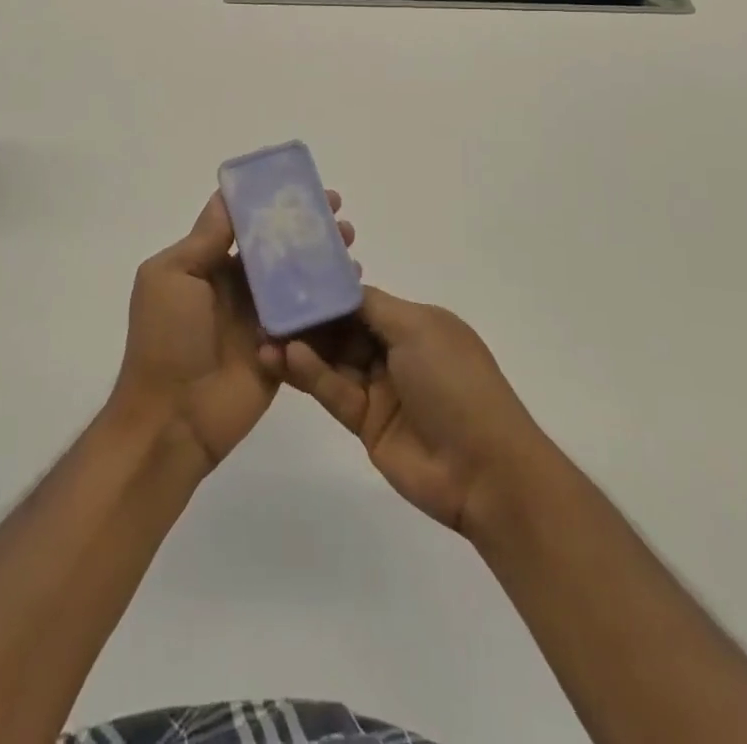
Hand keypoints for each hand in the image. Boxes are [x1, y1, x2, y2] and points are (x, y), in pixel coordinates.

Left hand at [111, 189, 354, 471]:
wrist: (173, 419)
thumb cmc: (166, 339)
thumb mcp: (172, 276)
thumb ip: (205, 239)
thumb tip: (228, 195)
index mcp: (208, 265)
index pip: (245, 223)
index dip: (271, 203)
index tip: (302, 186)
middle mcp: (237, 286)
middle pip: (278, 247)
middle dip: (306, 226)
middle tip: (338, 210)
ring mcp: (262, 318)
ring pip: (298, 278)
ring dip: (324, 257)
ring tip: (350, 241)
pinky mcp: (284, 348)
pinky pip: (310, 318)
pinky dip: (331, 299)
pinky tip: (353, 282)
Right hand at [274, 287, 551, 536]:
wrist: (483, 469)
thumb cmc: (455, 382)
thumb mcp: (418, 329)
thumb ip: (372, 307)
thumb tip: (338, 286)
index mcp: (415, 324)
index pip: (362, 300)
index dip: (329, 290)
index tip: (290, 275)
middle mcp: (396, 352)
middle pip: (343, 329)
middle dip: (308, 318)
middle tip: (265, 306)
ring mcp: (381, 389)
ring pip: (333, 360)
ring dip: (301, 347)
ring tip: (263, 335)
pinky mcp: (366, 424)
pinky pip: (334, 391)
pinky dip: (310, 375)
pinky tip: (285, 358)